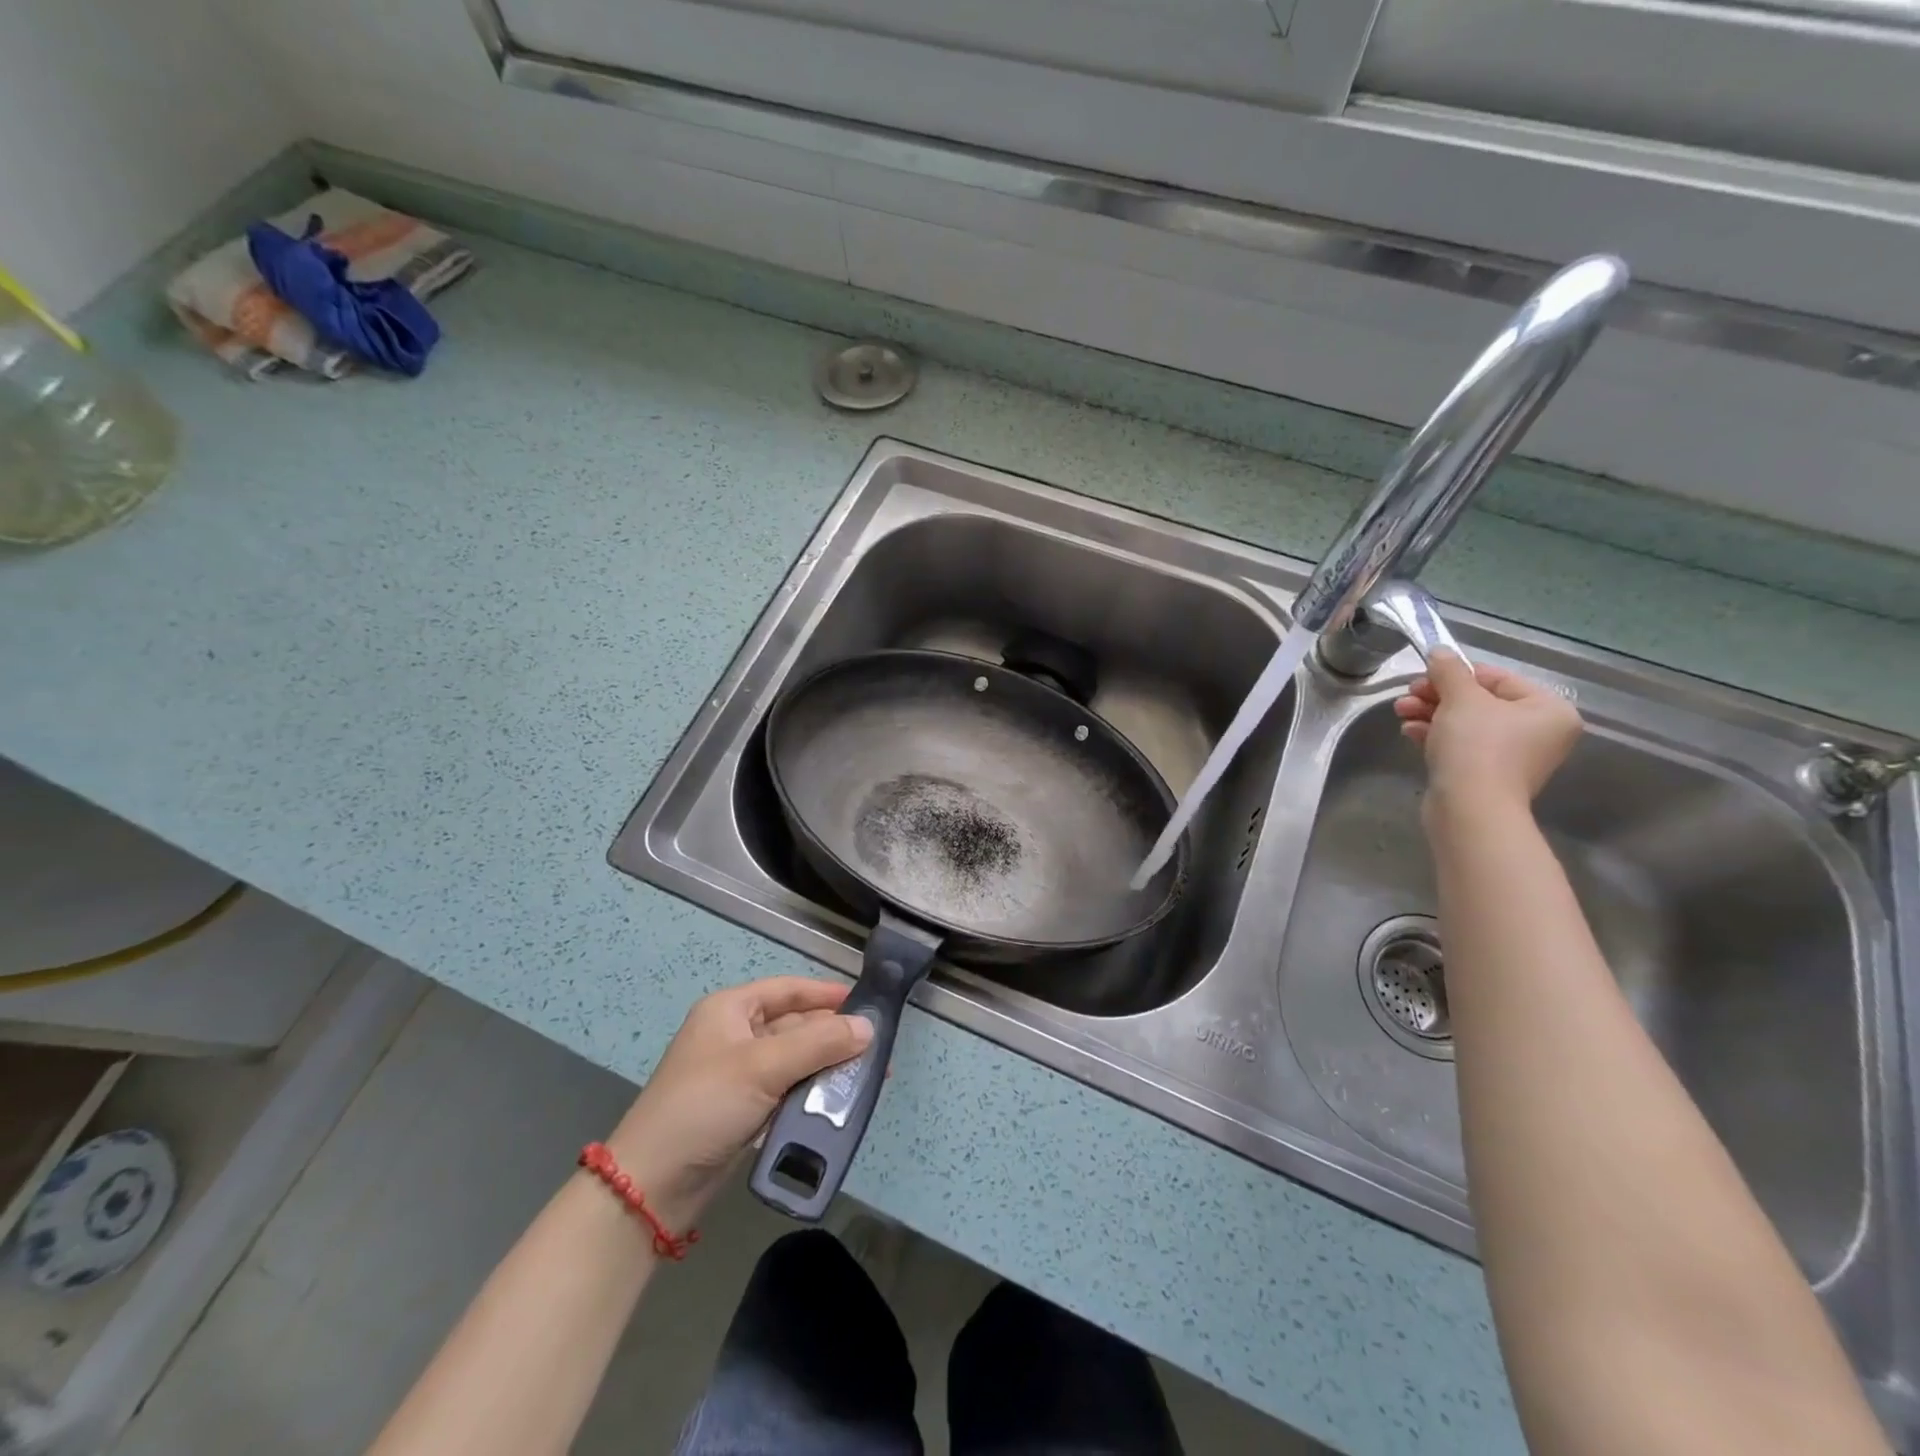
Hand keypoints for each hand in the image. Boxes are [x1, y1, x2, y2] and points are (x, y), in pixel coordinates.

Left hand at [603, 976, 872, 1227]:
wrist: (650, 1187)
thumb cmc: (705, 1105)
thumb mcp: (764, 1066)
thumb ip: (820, 1043)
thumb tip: (869, 1027)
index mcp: (731, 1009)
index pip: (789, 989)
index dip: (828, 994)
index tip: (868, 1003)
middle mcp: (735, 1035)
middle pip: (796, 1026)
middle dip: (834, 1037)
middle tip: (877, 1049)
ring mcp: (738, 1075)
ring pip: (795, 1061)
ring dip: (827, 1068)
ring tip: (867, 1077)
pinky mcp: (743, 1111)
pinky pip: (787, 1091)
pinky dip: (811, 1095)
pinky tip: (839, 1104)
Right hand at [1394, 650, 1582, 819]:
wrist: (1470, 808)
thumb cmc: (1477, 745)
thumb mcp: (1460, 698)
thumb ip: (1449, 670)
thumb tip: (1440, 651)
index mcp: (1548, 709)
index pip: (1497, 678)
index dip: (1456, 674)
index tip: (1423, 676)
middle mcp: (1539, 732)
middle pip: (1479, 702)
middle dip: (1437, 696)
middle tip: (1407, 695)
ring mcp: (1513, 757)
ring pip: (1465, 724)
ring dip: (1430, 714)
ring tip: (1401, 712)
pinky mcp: (1487, 776)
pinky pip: (1461, 746)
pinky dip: (1435, 736)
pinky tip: (1410, 732)